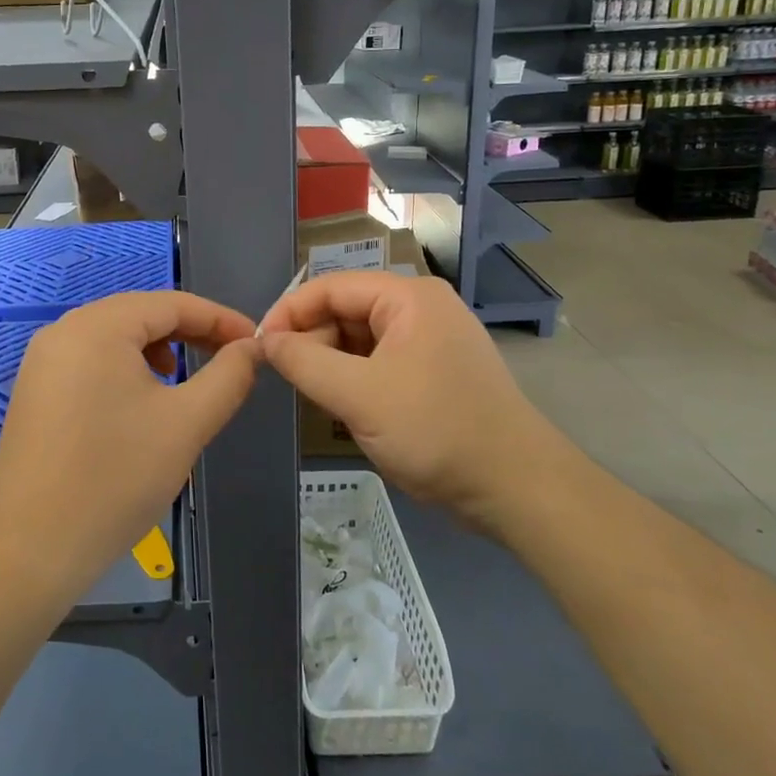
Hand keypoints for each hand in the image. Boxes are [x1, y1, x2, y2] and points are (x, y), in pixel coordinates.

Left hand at [0, 291, 259, 602]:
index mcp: (98, 326)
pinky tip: (139, 404)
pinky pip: (90, 362)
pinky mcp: (34, 391)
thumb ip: (228, 377)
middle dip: (189, 333)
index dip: (219, 318)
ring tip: (183, 383)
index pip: (171, 303)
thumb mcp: (186, 423)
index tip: (255, 343)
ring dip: (158, 350)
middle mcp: (63, 330)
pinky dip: (125, 370)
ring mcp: (42, 361)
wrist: (31, 549)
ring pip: (114, 339)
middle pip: (140, 315)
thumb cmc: (116, 478)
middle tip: (229, 359)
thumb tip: (252, 348)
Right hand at [260, 272, 562, 531]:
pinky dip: (355, 379)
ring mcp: (430, 341)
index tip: (259, 348)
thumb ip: (303, 362)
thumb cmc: (436, 431)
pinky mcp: (434, 372)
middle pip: (345, 311)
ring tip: (314, 396)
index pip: (330, 287)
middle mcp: (420, 308)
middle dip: (312, 341)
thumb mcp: (358, 395)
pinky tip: (344, 407)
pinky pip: (380, 362)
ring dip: (332, 364)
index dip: (289, 312)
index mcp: (408, 297)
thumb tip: (264, 342)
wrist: (516, 488)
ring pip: (360, 339)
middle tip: (286, 380)